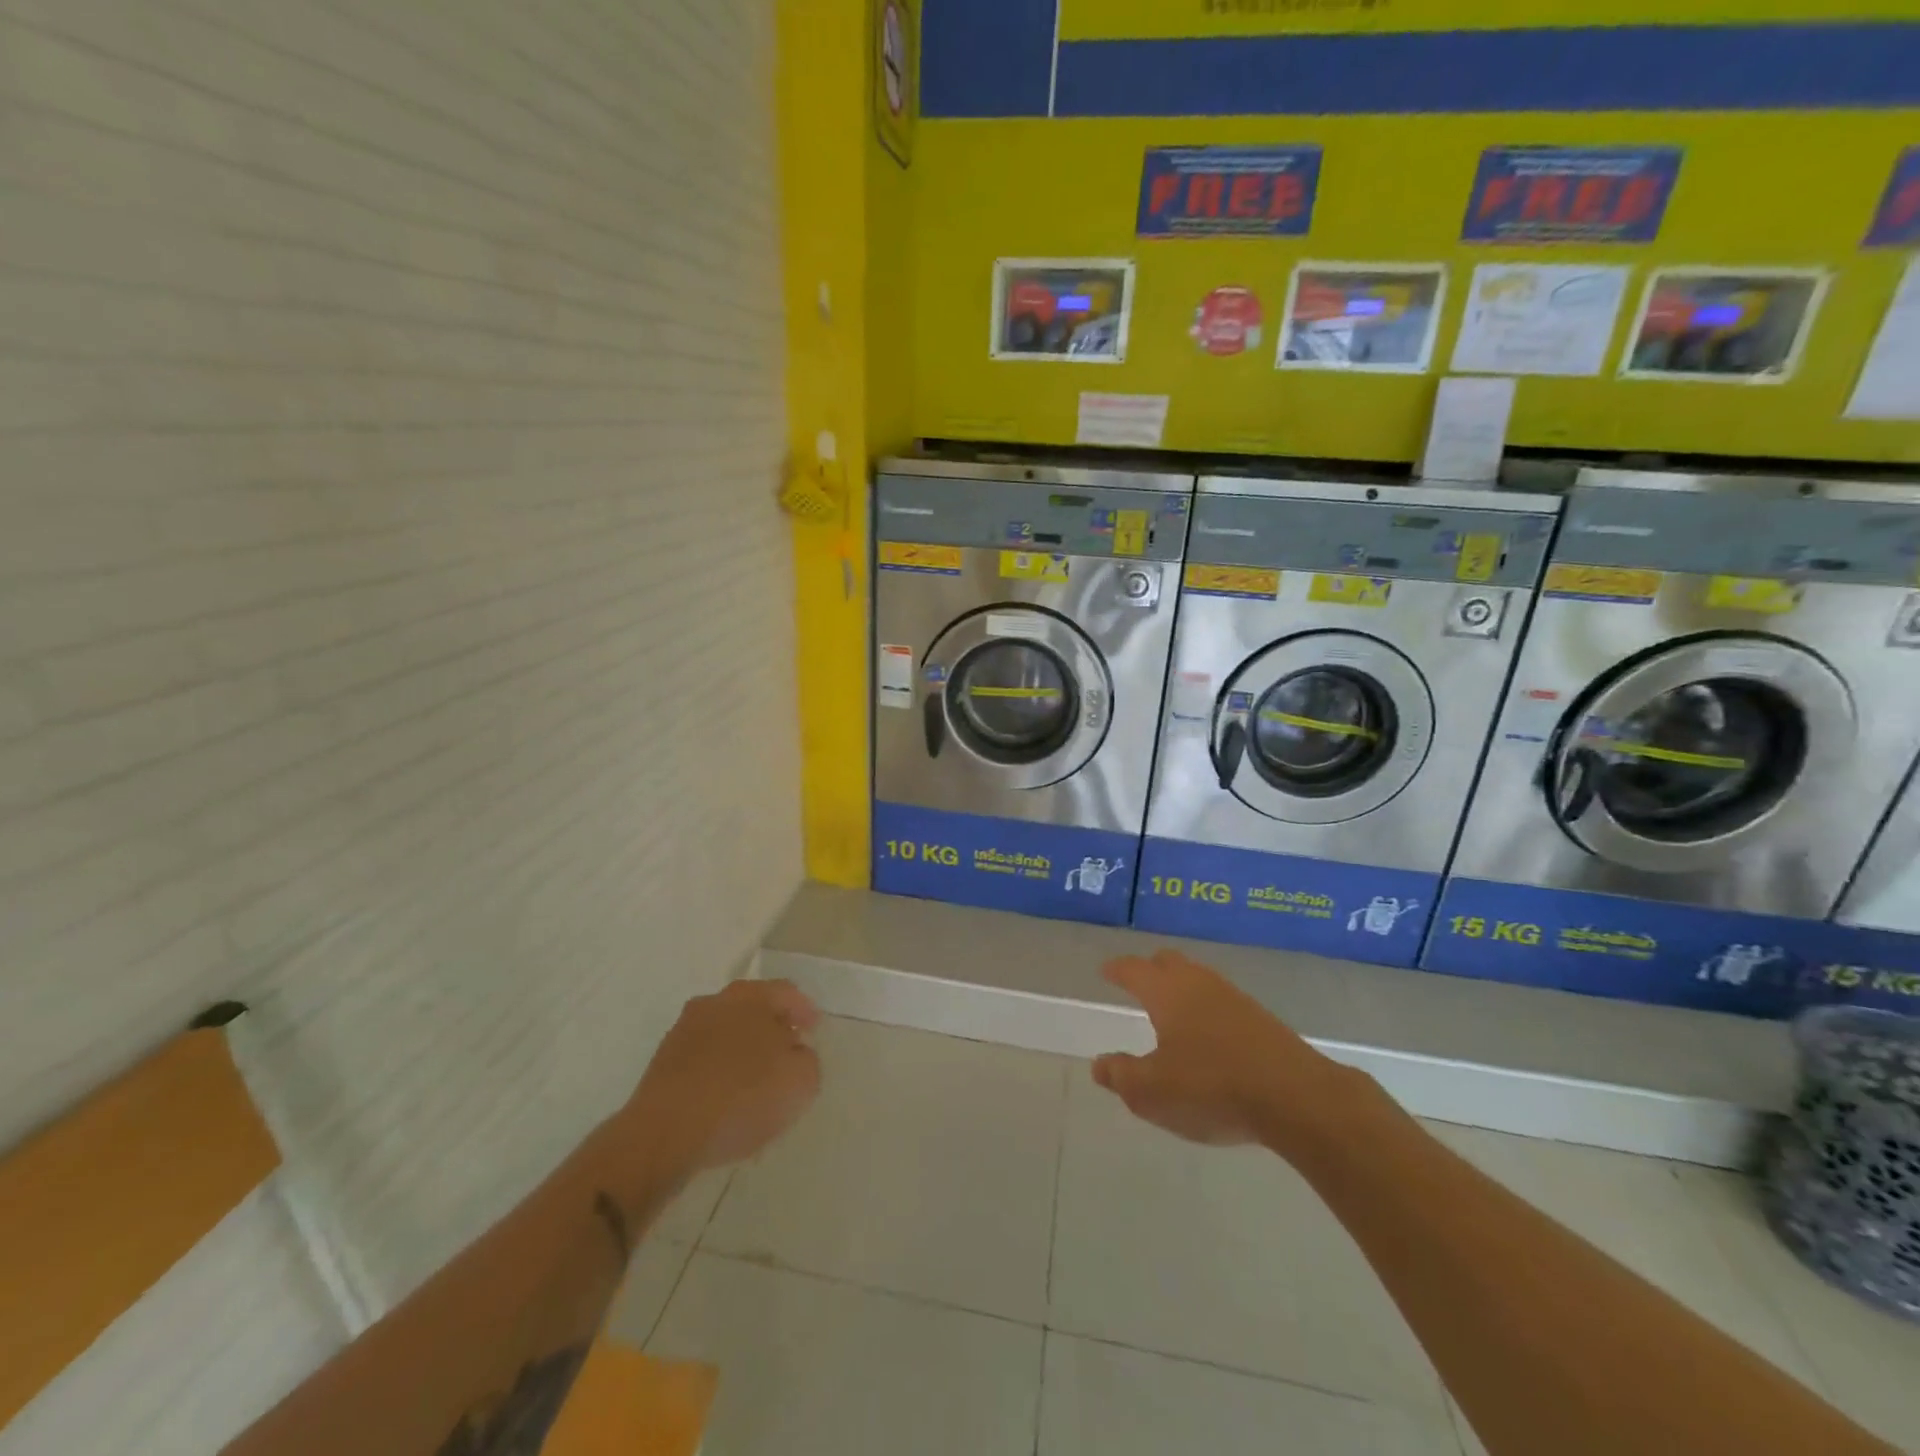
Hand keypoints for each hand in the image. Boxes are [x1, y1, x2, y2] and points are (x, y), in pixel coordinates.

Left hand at [620, 979, 821, 1182]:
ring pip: (725, 1030)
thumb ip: (807, 1059)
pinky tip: (725, 1095)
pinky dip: (719, 1067)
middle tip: (788, 1050)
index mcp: (751, 996)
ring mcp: (684, 1030)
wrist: (665, 1134)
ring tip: (756, 1078)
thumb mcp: (800, 1081)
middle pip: (753, 1007)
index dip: (805, 1011)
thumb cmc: (742, 1097)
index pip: (787, 993)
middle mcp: (716, 1002)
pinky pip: (703, 1056)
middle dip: (772, 1026)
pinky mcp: (663, 1061)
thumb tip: (795, 1052)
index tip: (814, 1031)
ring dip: (743, 1047)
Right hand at [1092, 949, 1346, 1148]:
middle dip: (1151, 969)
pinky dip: (1207, 1009)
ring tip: (1173, 1011)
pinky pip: (1222, 1001)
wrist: (1296, 1097)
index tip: (1106, 971)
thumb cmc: (1211, 1088)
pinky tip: (1210, 1035)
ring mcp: (1234, 998)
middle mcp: (1198, 984)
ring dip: (1182, 989)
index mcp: (1166, 993)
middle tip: (1138, 983)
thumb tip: (1099, 1063)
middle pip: (1169, 962)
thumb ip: (1121, 1075)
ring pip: (1199, 979)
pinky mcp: (1262, 1019)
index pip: (1134, 970)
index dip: (1117, 970)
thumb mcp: (1152, 1092)